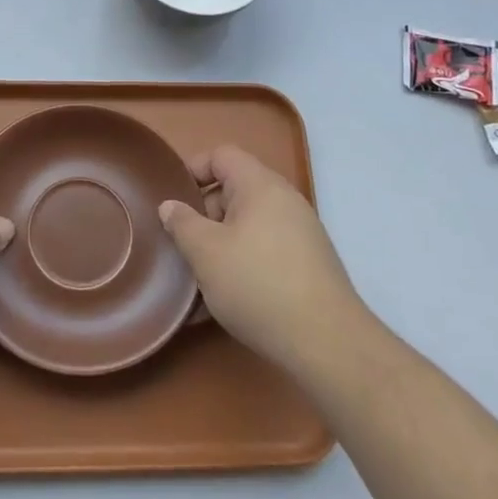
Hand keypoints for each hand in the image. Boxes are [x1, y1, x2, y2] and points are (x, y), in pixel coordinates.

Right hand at [159, 145, 364, 372]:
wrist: (327, 343)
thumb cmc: (258, 284)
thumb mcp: (206, 253)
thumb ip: (182, 223)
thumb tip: (170, 205)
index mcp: (260, 185)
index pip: (222, 155)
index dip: (193, 169)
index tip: (171, 198)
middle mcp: (284, 201)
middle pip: (234, 191)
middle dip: (203, 214)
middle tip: (181, 244)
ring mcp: (300, 234)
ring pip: (247, 226)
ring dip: (219, 245)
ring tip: (196, 278)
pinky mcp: (307, 266)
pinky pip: (263, 252)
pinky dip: (241, 266)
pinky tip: (222, 302)